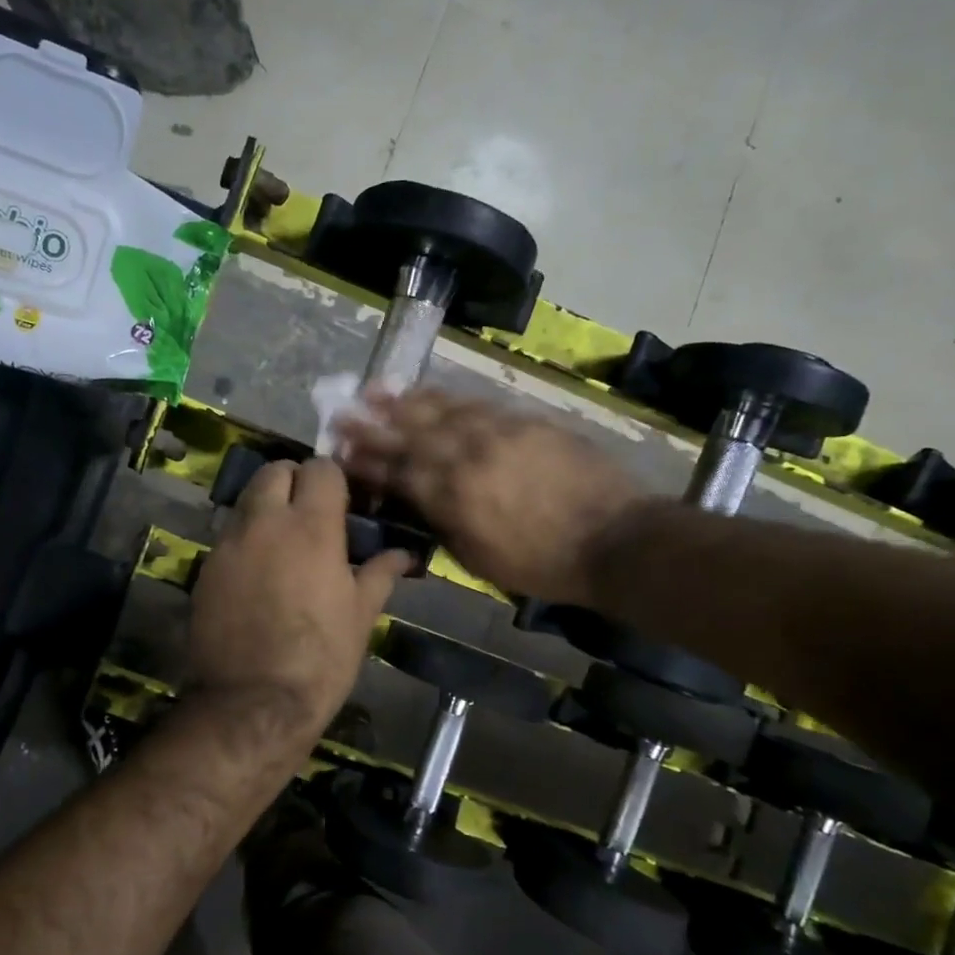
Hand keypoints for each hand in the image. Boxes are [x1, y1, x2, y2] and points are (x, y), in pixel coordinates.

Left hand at [186, 457, 408, 753]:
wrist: (253, 703)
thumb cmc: (321, 659)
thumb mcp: (360, 616)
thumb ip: (381, 573)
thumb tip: (405, 554)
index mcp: (312, 526)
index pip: (320, 468)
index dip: (333, 479)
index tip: (343, 502)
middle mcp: (265, 521)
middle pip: (274, 470)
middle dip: (294, 480)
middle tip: (310, 513)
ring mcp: (229, 543)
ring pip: (247, 500)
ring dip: (266, 507)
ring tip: (284, 542)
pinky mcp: (205, 567)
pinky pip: (229, 535)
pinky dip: (246, 539)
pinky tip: (259, 573)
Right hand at [335, 389, 647, 601]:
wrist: (614, 538)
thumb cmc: (543, 564)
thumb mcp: (479, 560)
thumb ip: (444, 525)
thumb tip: (420, 502)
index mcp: (452, 497)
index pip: (398, 471)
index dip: (366, 460)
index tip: (339, 450)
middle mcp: (467, 456)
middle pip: (410, 434)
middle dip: (372, 423)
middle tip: (342, 411)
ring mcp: (497, 432)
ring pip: (440, 410)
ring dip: (404, 401)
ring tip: (375, 390)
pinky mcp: (525, 421)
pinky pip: (476, 403)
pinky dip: (447, 397)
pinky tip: (430, 393)